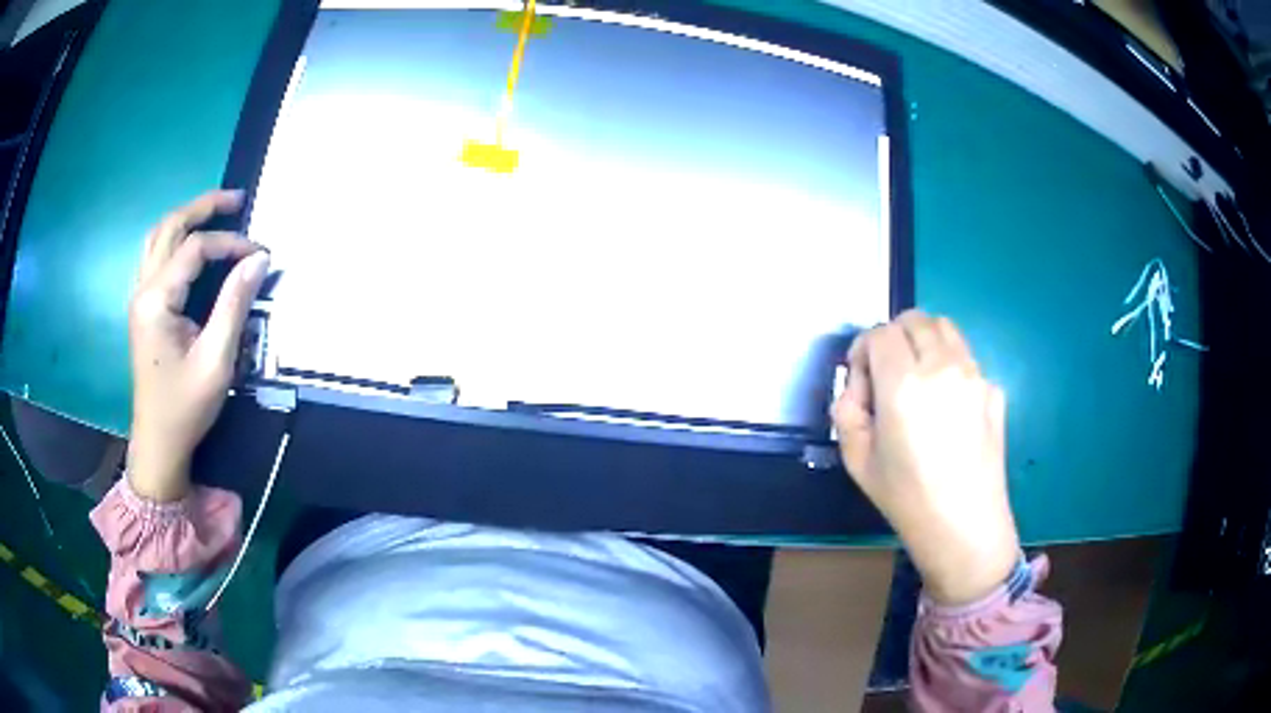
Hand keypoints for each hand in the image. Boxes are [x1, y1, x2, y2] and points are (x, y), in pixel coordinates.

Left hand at [127, 190, 269, 501]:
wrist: (158, 443)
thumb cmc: (186, 406)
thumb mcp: (216, 360)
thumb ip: (234, 304)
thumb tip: (258, 259)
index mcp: (156, 300)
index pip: (194, 249)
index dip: (229, 243)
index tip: (261, 254)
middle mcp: (143, 289)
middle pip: (170, 227)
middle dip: (203, 207)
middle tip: (237, 200)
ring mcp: (139, 298)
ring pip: (157, 237)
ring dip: (186, 218)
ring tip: (215, 213)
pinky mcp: (143, 309)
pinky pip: (154, 257)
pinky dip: (174, 239)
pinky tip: (190, 246)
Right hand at [833, 310, 1018, 604]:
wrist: (964, 525)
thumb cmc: (906, 498)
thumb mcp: (856, 459)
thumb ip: (847, 410)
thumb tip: (859, 387)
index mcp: (904, 384)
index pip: (879, 334)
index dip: (862, 350)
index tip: (861, 381)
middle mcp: (942, 366)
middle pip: (914, 320)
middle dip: (893, 338)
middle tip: (887, 375)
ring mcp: (974, 374)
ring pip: (945, 329)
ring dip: (923, 343)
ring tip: (918, 380)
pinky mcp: (994, 389)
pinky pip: (966, 359)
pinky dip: (949, 366)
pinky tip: (947, 406)